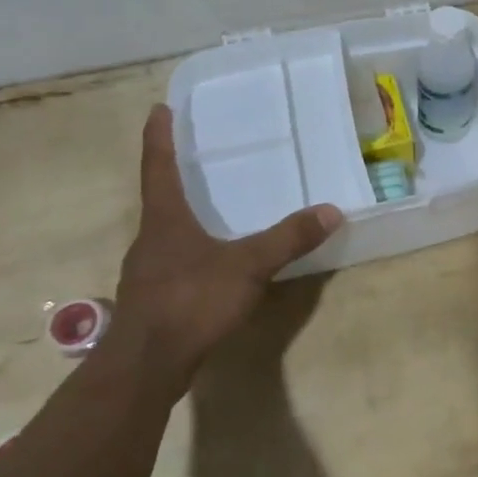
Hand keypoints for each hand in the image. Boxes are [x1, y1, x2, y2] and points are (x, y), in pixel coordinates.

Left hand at [114, 105, 340, 380]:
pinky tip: (209, 266)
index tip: (158, 109)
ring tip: (207, 209)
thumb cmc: (190, 301)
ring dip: (181, 217)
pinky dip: (189, 252)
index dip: (159, 137)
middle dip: (173, 176)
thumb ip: (288, 239)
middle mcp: (150, 239)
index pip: (159, 167)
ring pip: (165, 234)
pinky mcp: (152, 301)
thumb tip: (332, 210)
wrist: (146, 367)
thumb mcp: (247, 266)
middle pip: (159, 199)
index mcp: (165, 220)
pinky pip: (172, 264)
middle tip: (194, 157)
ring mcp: (147, 272)